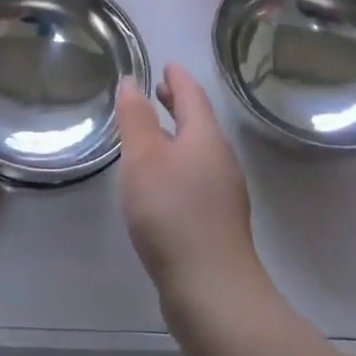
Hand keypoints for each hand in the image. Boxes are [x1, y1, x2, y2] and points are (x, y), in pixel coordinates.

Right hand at [116, 63, 265, 308]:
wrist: (212, 290)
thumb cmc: (172, 213)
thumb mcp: (143, 158)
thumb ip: (135, 118)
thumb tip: (132, 82)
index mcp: (205, 137)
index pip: (192, 95)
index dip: (177, 78)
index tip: (166, 64)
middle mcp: (220, 159)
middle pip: (199, 121)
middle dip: (178, 104)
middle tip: (158, 91)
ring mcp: (223, 193)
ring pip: (198, 150)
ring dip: (177, 135)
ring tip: (152, 134)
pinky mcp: (217, 222)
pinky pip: (196, 176)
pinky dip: (178, 163)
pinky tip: (161, 182)